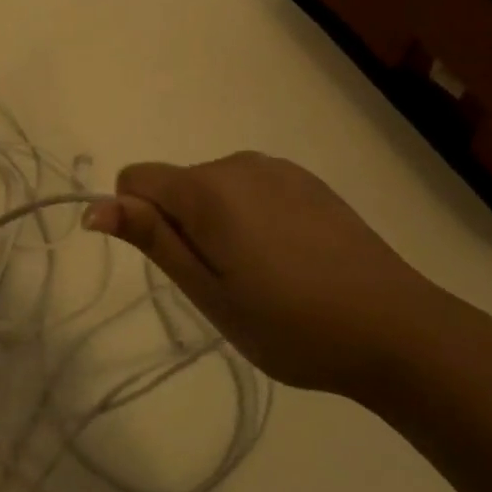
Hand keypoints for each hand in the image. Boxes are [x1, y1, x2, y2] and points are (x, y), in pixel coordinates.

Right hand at [85, 152, 467, 393]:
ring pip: (214, 187)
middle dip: (182, 225)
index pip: (136, 178)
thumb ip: (153, 240)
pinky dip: (250, 216)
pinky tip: (289, 258)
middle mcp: (239, 163)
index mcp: (208, 190)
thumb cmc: (290, 323)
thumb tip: (95, 207)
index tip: (175, 265)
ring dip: (216, 223)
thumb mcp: (209, 292)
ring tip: (259, 275)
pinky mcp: (308, 181)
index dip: (137, 219)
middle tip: (223, 284)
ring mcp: (278, 169)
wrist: (396, 328)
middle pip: (177, 184)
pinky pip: (251, 188)